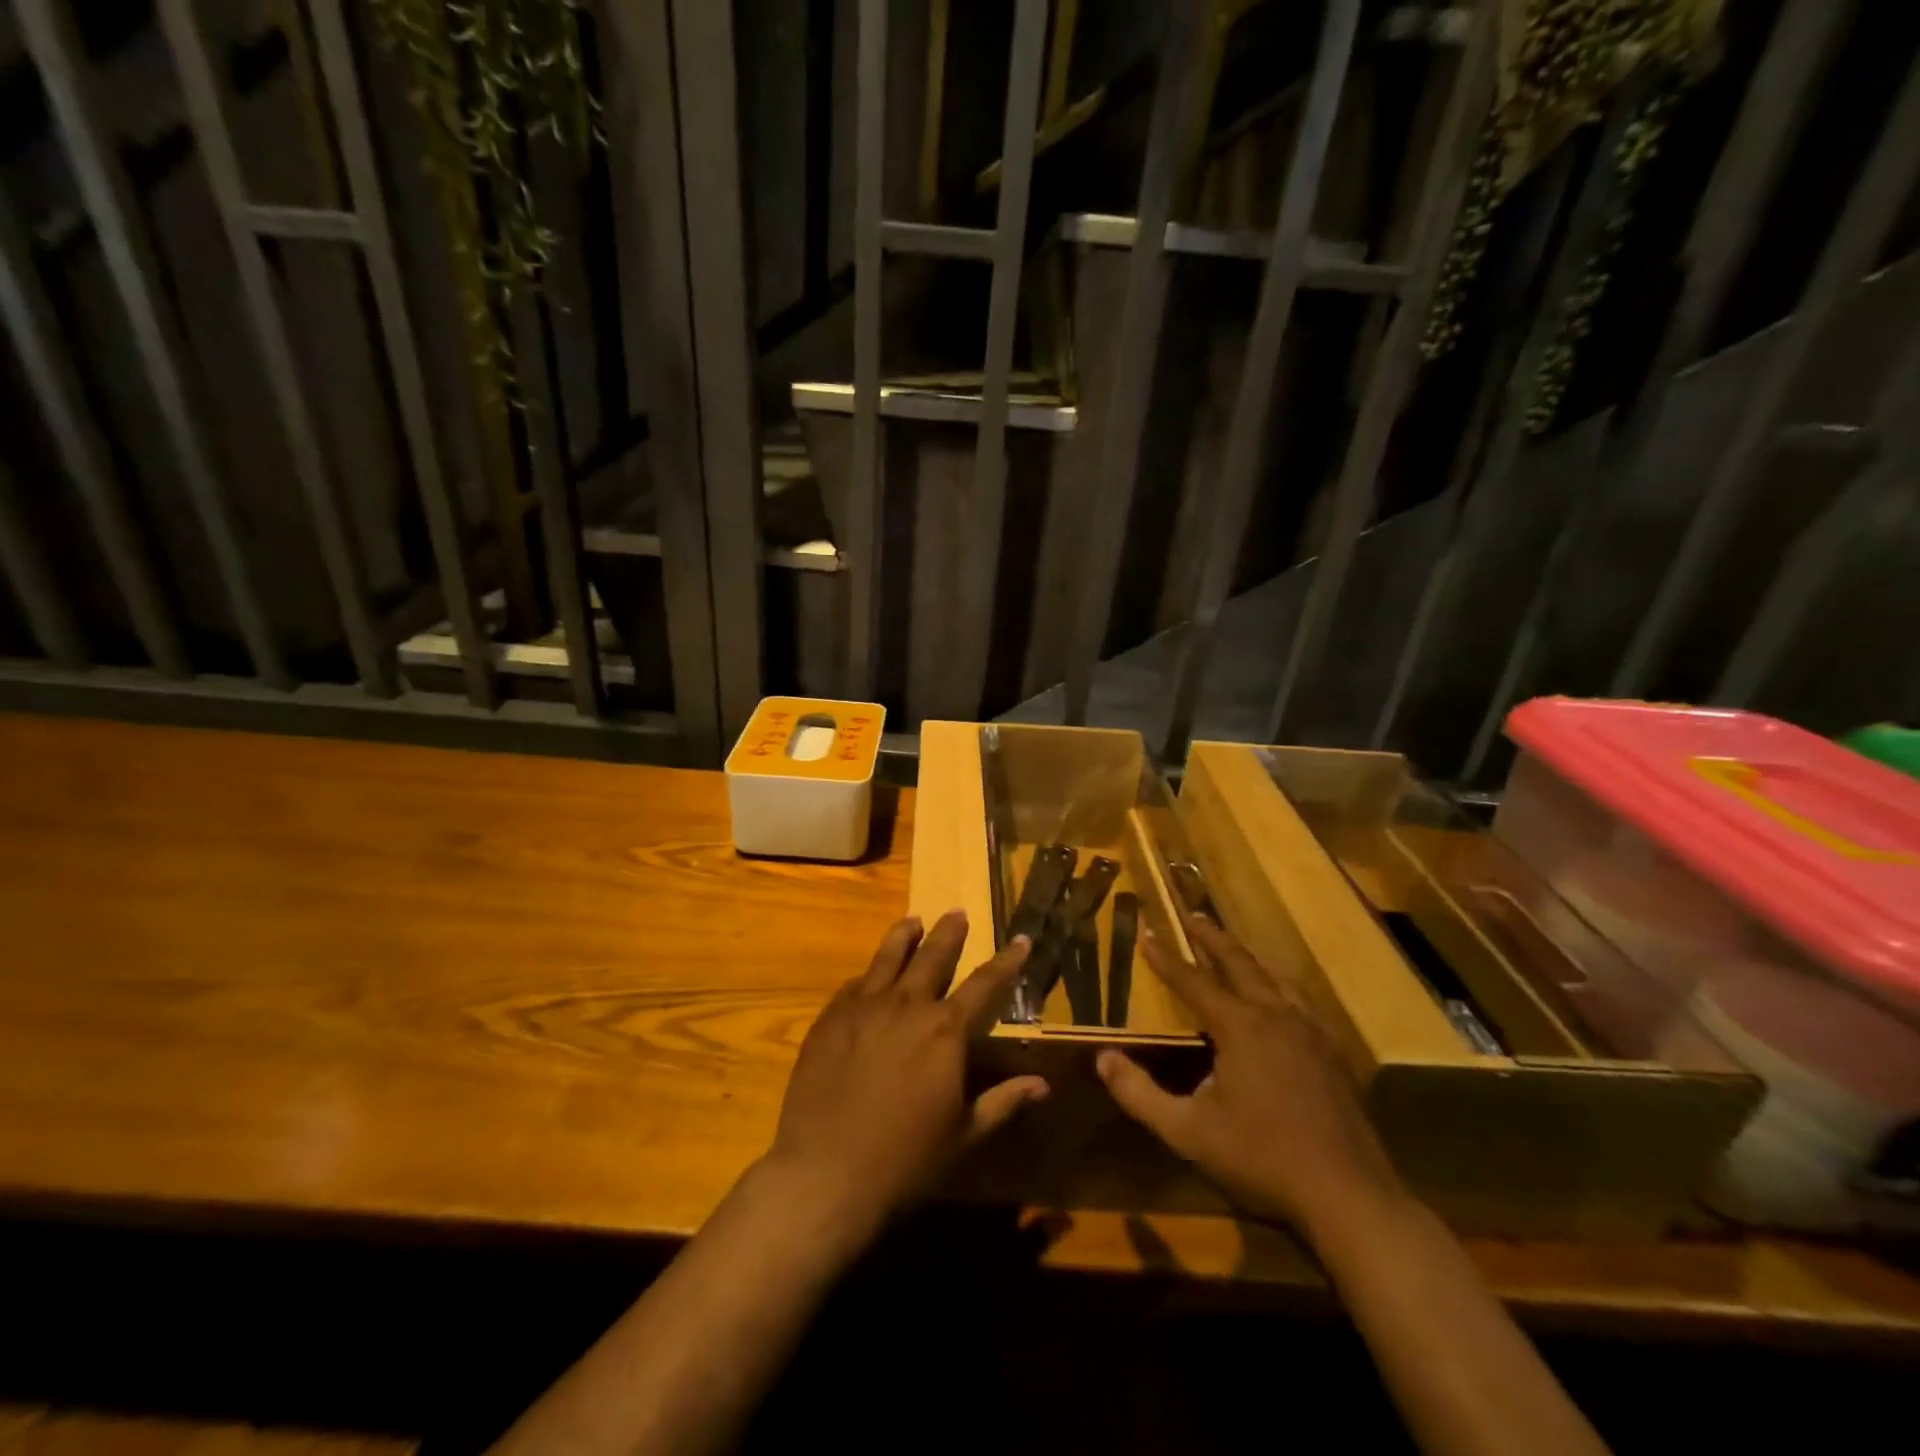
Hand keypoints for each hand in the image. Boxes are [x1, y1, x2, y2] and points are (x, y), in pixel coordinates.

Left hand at [766, 911, 1047, 1231]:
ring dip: (904, 936)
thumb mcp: (964, 1136)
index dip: (1006, 961)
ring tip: (913, 920)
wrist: (825, 1172)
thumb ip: (1003, 1102)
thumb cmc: (906, 1160)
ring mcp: (863, 1007)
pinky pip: (853, 985)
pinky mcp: (830, 1018)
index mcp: (945, 1031)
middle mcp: (907, 1006)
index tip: (1021, 939)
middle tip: (957, 912)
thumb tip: (1043, 1085)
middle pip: (933, 956)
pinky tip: (868, 976)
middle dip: (949, 932)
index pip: (985, 984)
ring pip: (888, 958)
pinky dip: (868, 975)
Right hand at [1097, 916, 1403, 1235]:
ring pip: (1276, 979)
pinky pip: (1301, 1004)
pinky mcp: (1335, 1055)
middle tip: (1194, 916)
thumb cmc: (1262, 1158)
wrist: (1349, 1197)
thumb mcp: (1188, 1131)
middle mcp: (1277, 1016)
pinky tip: (1280, 1002)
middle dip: (1213, 938)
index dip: (1166, 959)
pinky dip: (1279, 988)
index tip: (1147, 935)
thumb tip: (1103, 1058)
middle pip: (1241, 964)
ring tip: (1234, 949)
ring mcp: (1312, 1033)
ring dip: (1249, 959)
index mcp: (1240, 1027)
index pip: (1194, 981)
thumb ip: (1140, 1094)